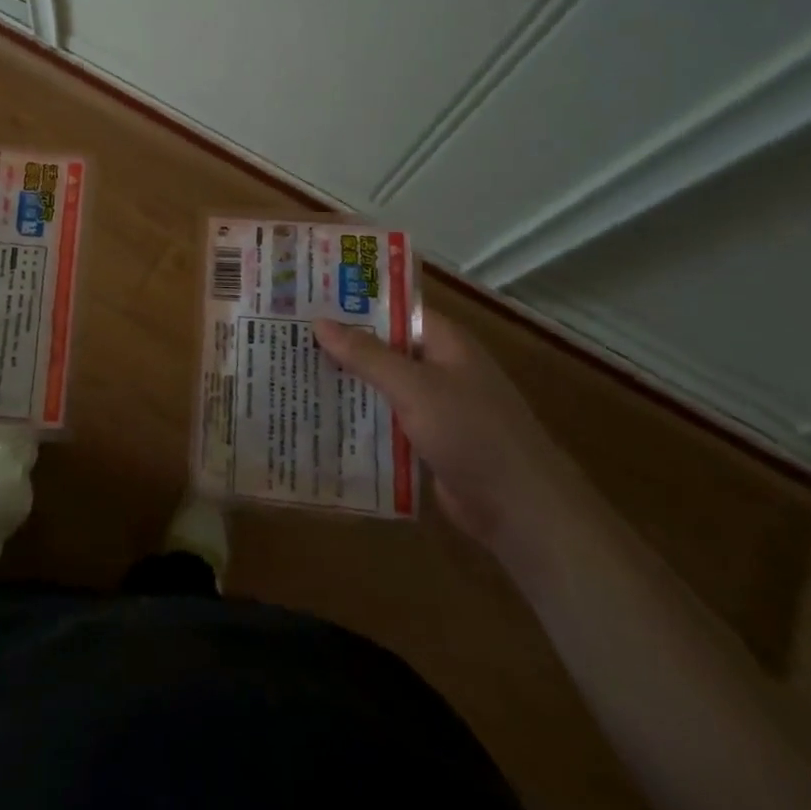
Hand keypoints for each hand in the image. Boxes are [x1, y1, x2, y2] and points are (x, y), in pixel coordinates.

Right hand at [313, 310, 588, 566]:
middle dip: (342, 344)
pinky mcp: (429, 441)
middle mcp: (440, 367)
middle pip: (384, 347)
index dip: (353, 302)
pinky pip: (387, 419)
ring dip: (347, 382)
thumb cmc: (472, 433)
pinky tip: (322, 417)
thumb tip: (318, 321)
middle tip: (288, 336)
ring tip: (293, 372)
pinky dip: (360, 417)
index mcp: (445, 342)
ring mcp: (435, 406)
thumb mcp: (414, 387)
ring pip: (382, 385)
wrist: (522, 510)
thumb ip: (366, 355)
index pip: (393, 309)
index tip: (309, 298)